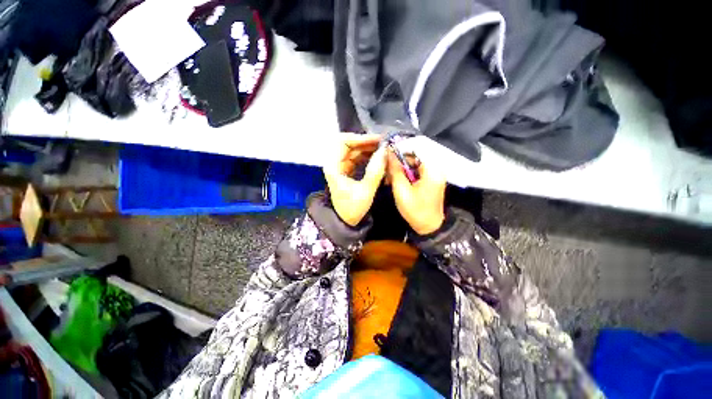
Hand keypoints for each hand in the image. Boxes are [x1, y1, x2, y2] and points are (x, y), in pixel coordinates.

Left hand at [323, 133, 386, 225]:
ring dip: (368, 149)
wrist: (344, 222)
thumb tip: (385, 151)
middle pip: (349, 144)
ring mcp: (340, 166)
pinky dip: (367, 156)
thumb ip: (375, 171)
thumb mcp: (365, 191)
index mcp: (333, 166)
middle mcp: (334, 163)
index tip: (377, 140)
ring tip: (384, 150)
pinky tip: (378, 158)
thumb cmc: (352, 209)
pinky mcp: (346, 171)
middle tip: (384, 144)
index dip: (360, 138)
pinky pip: (356, 158)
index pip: (343, 142)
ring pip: (354, 150)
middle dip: (366, 143)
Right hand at [387, 149, 445, 234]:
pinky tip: (397, 181)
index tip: (386, 156)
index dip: (399, 150)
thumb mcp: (402, 190)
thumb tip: (388, 153)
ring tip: (389, 178)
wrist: (429, 227)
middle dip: (399, 162)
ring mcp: (434, 174)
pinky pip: (416, 171)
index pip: (415, 149)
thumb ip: (395, 170)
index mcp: (431, 169)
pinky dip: (406, 174)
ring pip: (414, 163)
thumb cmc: (415, 210)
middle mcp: (435, 168)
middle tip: (386, 171)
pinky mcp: (430, 179)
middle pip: (414, 156)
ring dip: (401, 168)